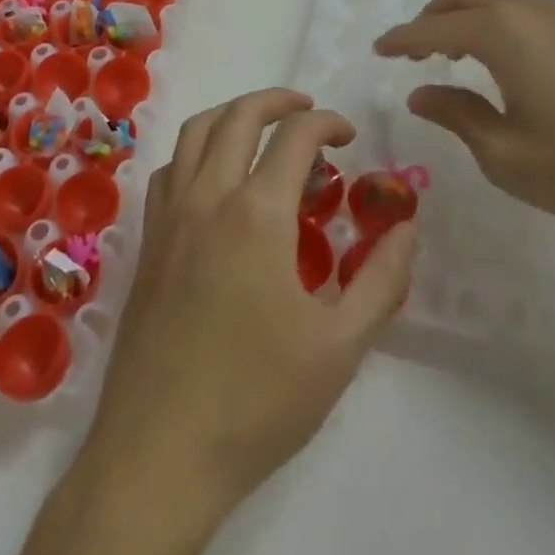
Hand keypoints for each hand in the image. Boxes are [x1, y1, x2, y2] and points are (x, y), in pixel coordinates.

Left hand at [81, 88, 416, 514]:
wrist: (159, 453)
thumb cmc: (257, 402)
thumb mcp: (340, 348)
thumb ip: (381, 280)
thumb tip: (407, 228)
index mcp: (257, 214)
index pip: (295, 137)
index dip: (327, 123)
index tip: (348, 136)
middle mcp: (208, 197)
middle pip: (239, 116)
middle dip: (278, 100)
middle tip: (308, 110)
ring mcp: (170, 217)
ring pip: (195, 132)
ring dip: (232, 114)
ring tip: (261, 127)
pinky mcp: (148, 243)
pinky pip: (169, 170)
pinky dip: (196, 151)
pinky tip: (215, 179)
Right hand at [373, 0, 554, 228]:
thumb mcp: (505, 153)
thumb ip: (457, 116)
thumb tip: (421, 93)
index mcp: (498, 32)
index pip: (432, 28)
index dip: (400, 39)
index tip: (376, 49)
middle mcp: (525, 11)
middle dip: (431, 17)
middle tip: (413, 52)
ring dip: (463, 17)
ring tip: (451, 57)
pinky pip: (519, 10)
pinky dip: (492, 23)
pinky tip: (500, 63)